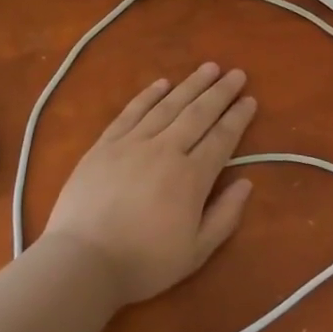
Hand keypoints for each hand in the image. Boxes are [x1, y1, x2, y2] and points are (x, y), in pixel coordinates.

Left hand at [41, 62, 257, 305]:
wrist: (82, 263)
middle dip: (220, 92)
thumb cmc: (143, 263)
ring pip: (168, 106)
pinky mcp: (105, 145)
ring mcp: (133, 144)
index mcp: (191, 177)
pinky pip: (131, 112)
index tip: (250, 100)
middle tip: (236, 73)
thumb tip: (246, 183)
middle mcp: (166, 150)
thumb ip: (225, 216)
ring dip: (191, 85)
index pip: (222, 138)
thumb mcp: (196, 252)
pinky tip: (162, 83)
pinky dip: (148, 95)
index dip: (238, 117)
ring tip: (209, 68)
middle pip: (199, 114)